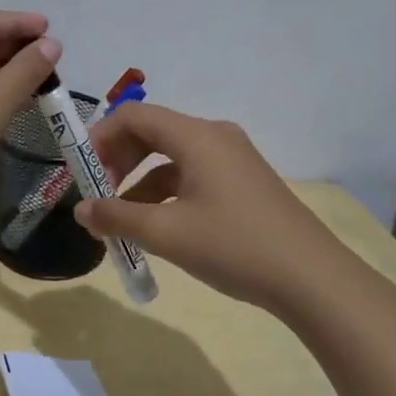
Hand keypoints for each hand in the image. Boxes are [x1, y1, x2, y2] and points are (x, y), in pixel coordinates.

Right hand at [74, 103, 361, 322]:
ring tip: (121, 218)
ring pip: (172, 157)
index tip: (82, 170)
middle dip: (118, 159)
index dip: (100, 137)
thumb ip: (117, 218)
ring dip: (140, 181)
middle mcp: (215, 136)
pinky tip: (157, 225)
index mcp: (196, 136)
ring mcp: (233, 159)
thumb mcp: (166, 234)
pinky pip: (193, 174)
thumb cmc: (234, 246)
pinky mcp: (244, 182)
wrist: (314, 280)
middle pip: (152, 132)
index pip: (134, 116)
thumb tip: (80, 211)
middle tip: (98, 193)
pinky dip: (166, 192)